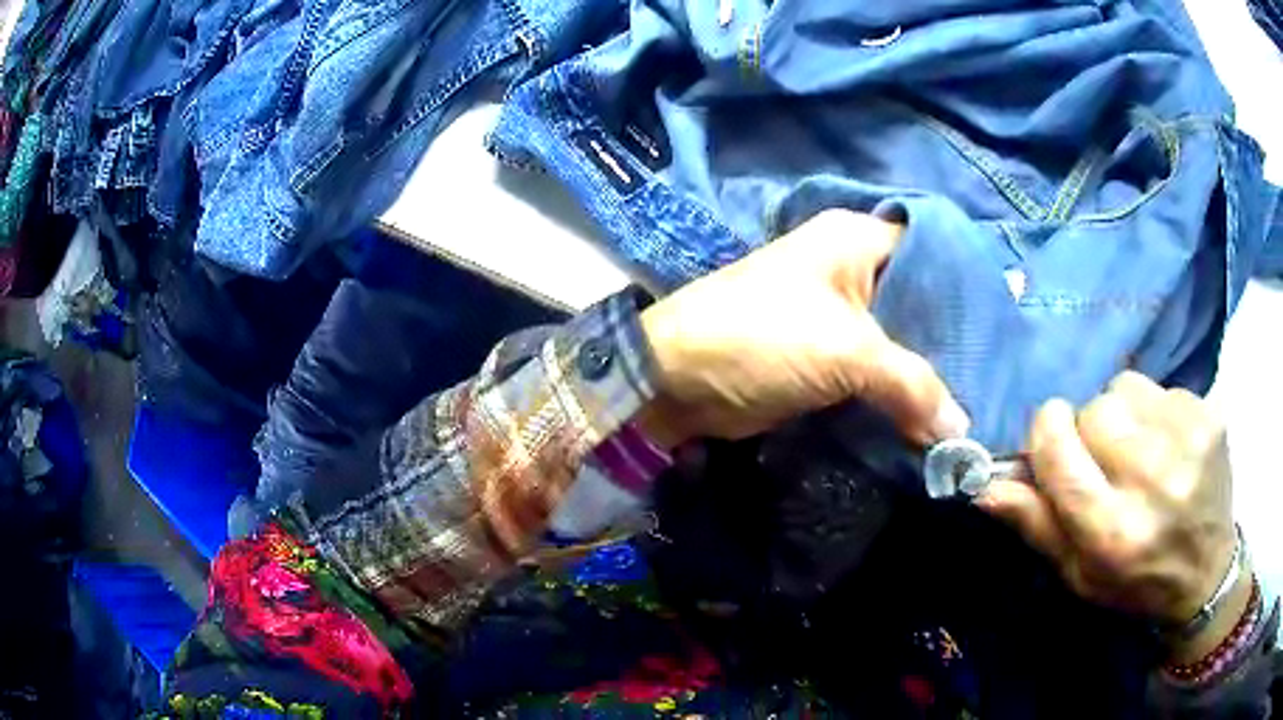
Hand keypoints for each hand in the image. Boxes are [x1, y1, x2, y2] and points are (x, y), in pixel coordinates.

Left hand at [637, 209, 969, 446]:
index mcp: (856, 240)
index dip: (971, 284)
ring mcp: (839, 315)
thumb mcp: (846, 351)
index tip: (1009, 322)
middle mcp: (852, 268)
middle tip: (1000, 373)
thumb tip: (960, 431)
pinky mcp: (826, 357)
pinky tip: (938, 417)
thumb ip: (912, 385)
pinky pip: (878, 372)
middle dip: (955, 338)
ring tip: (981, 400)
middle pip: (921, 299)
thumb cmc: (761, 337)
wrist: (679, 380)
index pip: (932, 250)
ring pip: (902, 340)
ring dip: (931, 373)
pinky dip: (902, 394)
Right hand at [977, 372, 1244, 659]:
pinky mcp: (1209, 415)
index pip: (1060, 452)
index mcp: (1113, 532)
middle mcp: (1153, 482)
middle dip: (1086, 429)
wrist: (1207, 571)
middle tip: (1102, 460)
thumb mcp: (1078, 574)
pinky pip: (1159, 387)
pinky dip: (1152, 410)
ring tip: (1136, 448)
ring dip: (1120, 414)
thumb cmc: (1136, 581)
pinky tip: (1165, 443)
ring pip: (1125, 389)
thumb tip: (985, 485)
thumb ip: (1036, 525)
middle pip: (1093, 411)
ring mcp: (1188, 441)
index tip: (1051, 437)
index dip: (1045, 434)